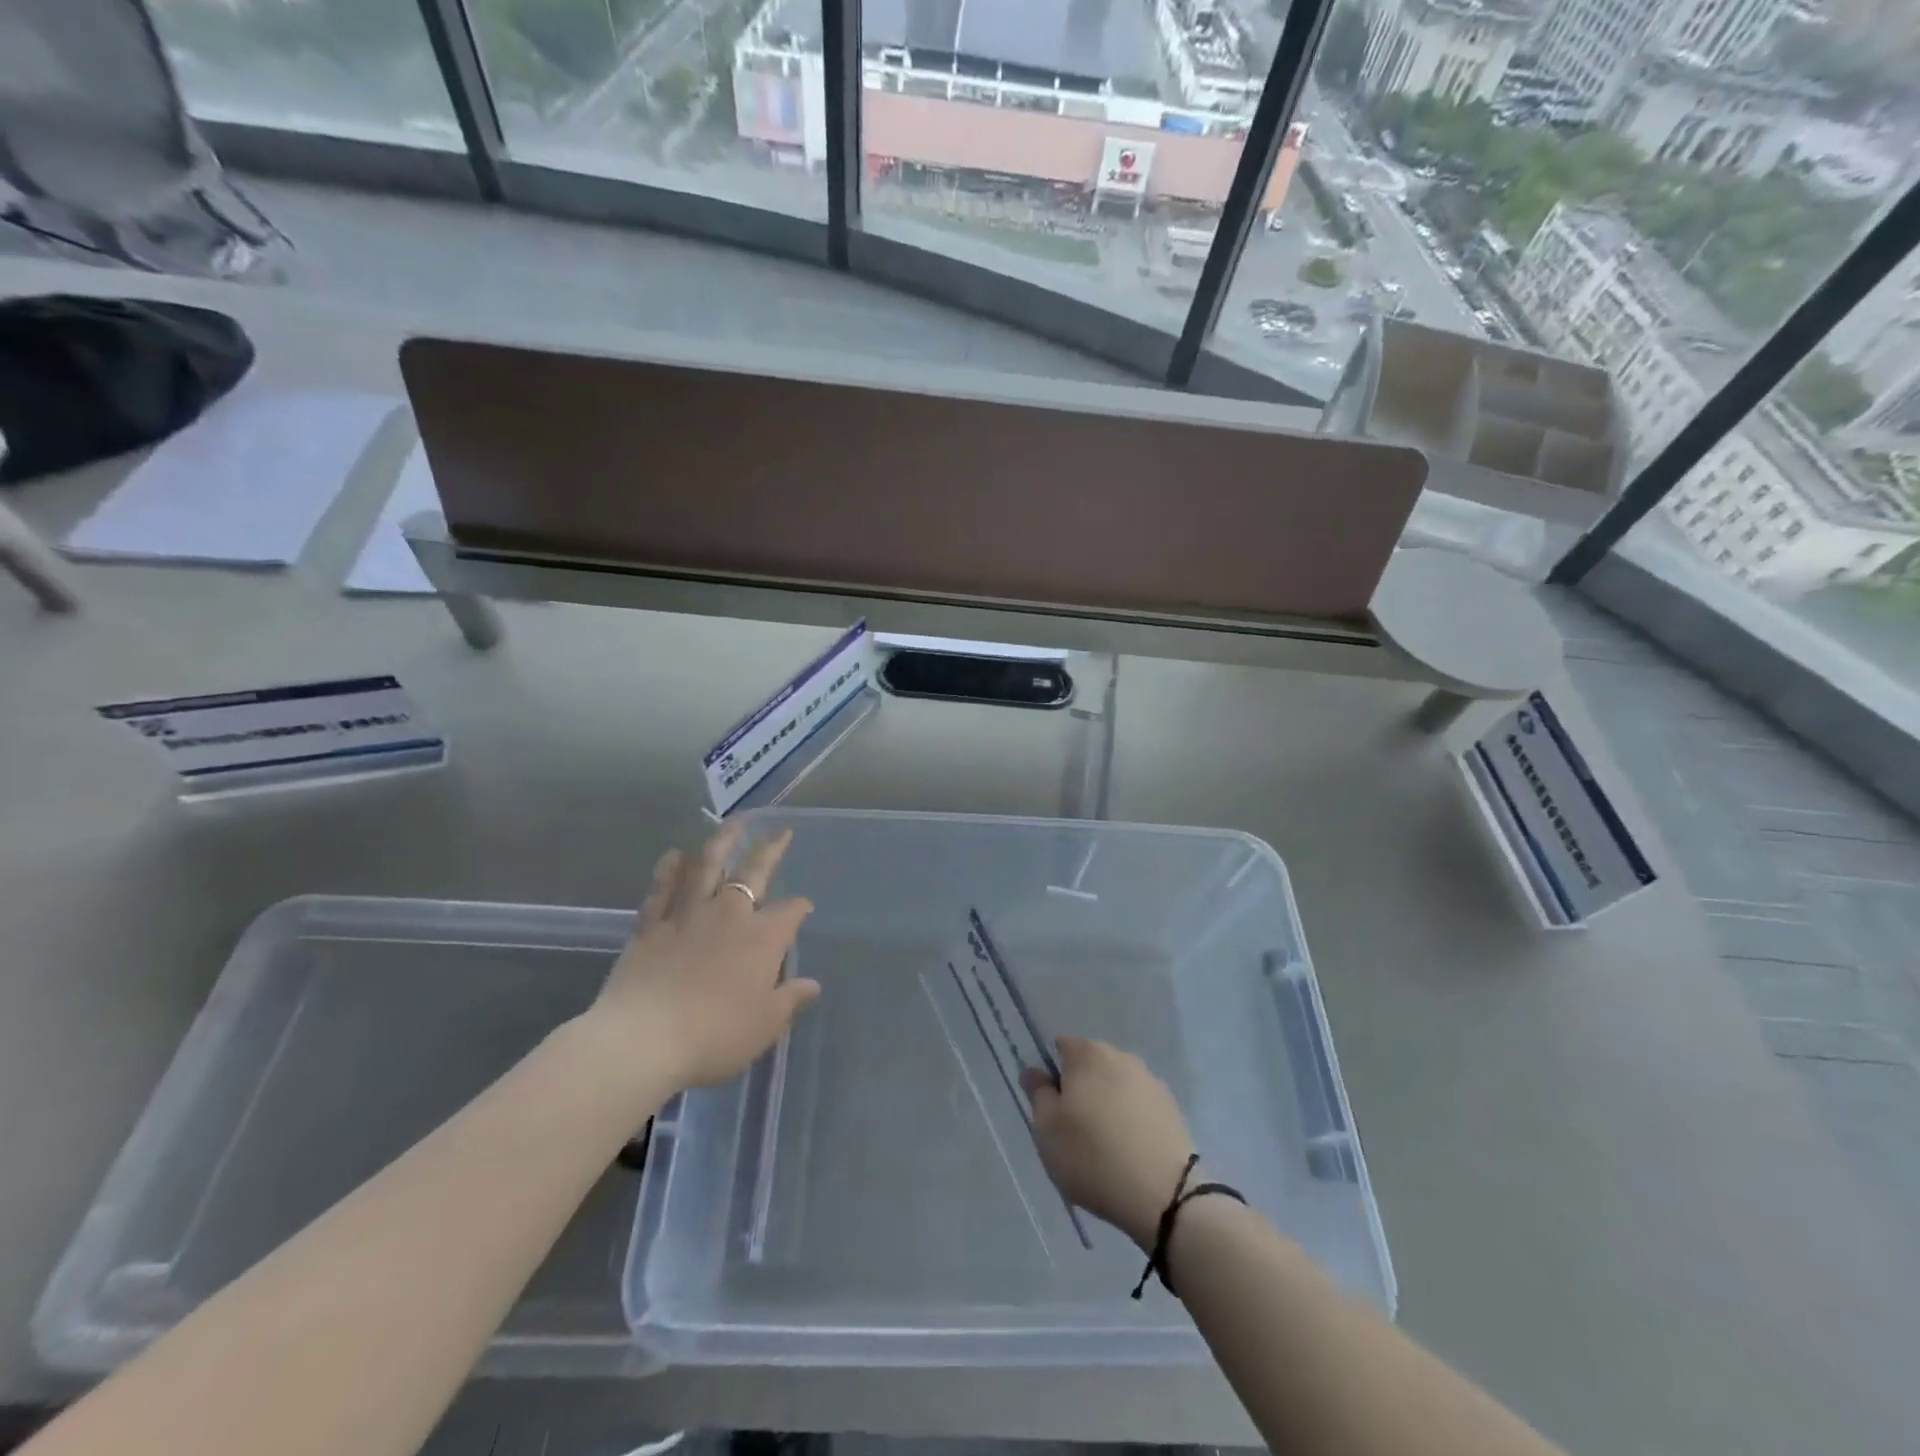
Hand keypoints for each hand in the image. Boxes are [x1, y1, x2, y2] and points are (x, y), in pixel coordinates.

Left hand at [584, 824, 818, 1095]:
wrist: (644, 1040)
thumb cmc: (715, 1035)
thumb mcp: (765, 1025)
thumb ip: (790, 1000)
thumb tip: (812, 984)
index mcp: (762, 938)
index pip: (790, 912)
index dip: (800, 907)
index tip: (804, 907)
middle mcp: (729, 915)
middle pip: (753, 873)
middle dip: (770, 851)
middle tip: (780, 832)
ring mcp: (687, 915)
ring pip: (707, 867)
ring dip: (722, 842)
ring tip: (733, 824)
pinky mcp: (651, 926)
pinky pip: (662, 889)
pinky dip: (670, 869)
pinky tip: (676, 855)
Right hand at [1020, 1036, 1196, 1250]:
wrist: (1164, 1195)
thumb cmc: (1092, 1156)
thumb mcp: (1047, 1129)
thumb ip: (1037, 1093)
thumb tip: (1034, 1070)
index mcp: (1088, 1054)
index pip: (1062, 1047)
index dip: (1053, 1074)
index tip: (1053, 1108)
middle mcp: (1121, 1057)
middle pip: (1091, 1065)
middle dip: (1081, 1088)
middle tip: (1074, 1129)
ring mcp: (1150, 1081)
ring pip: (1117, 1085)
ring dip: (1108, 1104)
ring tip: (1104, 1145)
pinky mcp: (1171, 1108)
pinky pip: (1139, 1106)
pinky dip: (1131, 1120)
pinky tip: (1129, 1151)